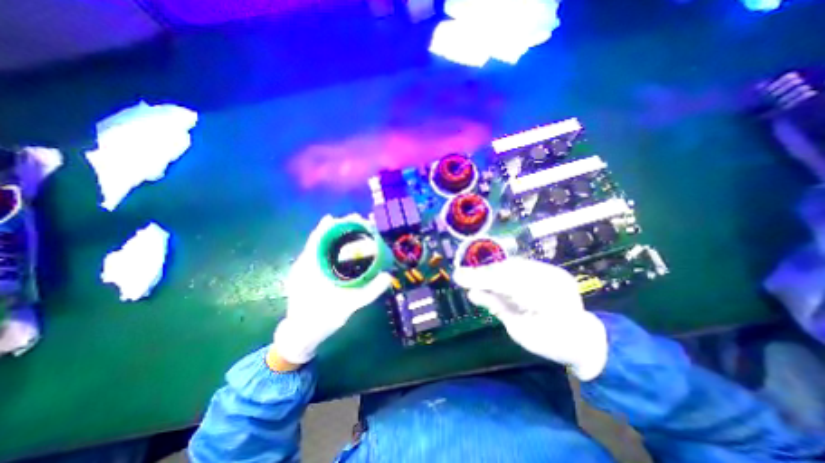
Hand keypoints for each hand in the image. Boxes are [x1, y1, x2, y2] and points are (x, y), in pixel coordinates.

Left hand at [273, 214, 390, 368]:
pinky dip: (333, 247)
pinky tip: (344, 248)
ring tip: (355, 230)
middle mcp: (305, 264)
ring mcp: (305, 269)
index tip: (350, 218)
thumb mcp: (347, 307)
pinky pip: (320, 255)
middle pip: (321, 238)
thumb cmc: (321, 321)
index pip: (319, 238)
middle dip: (339, 228)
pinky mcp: (308, 274)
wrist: (300, 336)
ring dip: (336, 236)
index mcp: (309, 267)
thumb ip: (369, 292)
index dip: (333, 225)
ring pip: (320, 246)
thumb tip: (388, 276)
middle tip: (359, 222)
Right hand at [453, 257, 607, 379]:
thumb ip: (498, 308)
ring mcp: (552, 273)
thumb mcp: (521, 331)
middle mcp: (551, 280)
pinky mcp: (551, 270)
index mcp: (548, 301)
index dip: (481, 278)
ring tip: (474, 275)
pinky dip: (503, 270)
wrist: (583, 340)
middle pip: (509, 270)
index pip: (506, 282)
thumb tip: (472, 293)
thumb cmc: (551, 343)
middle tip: (462, 274)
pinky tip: (491, 275)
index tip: (458, 276)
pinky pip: (521, 266)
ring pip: (514, 265)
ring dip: (491, 270)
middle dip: (483, 272)